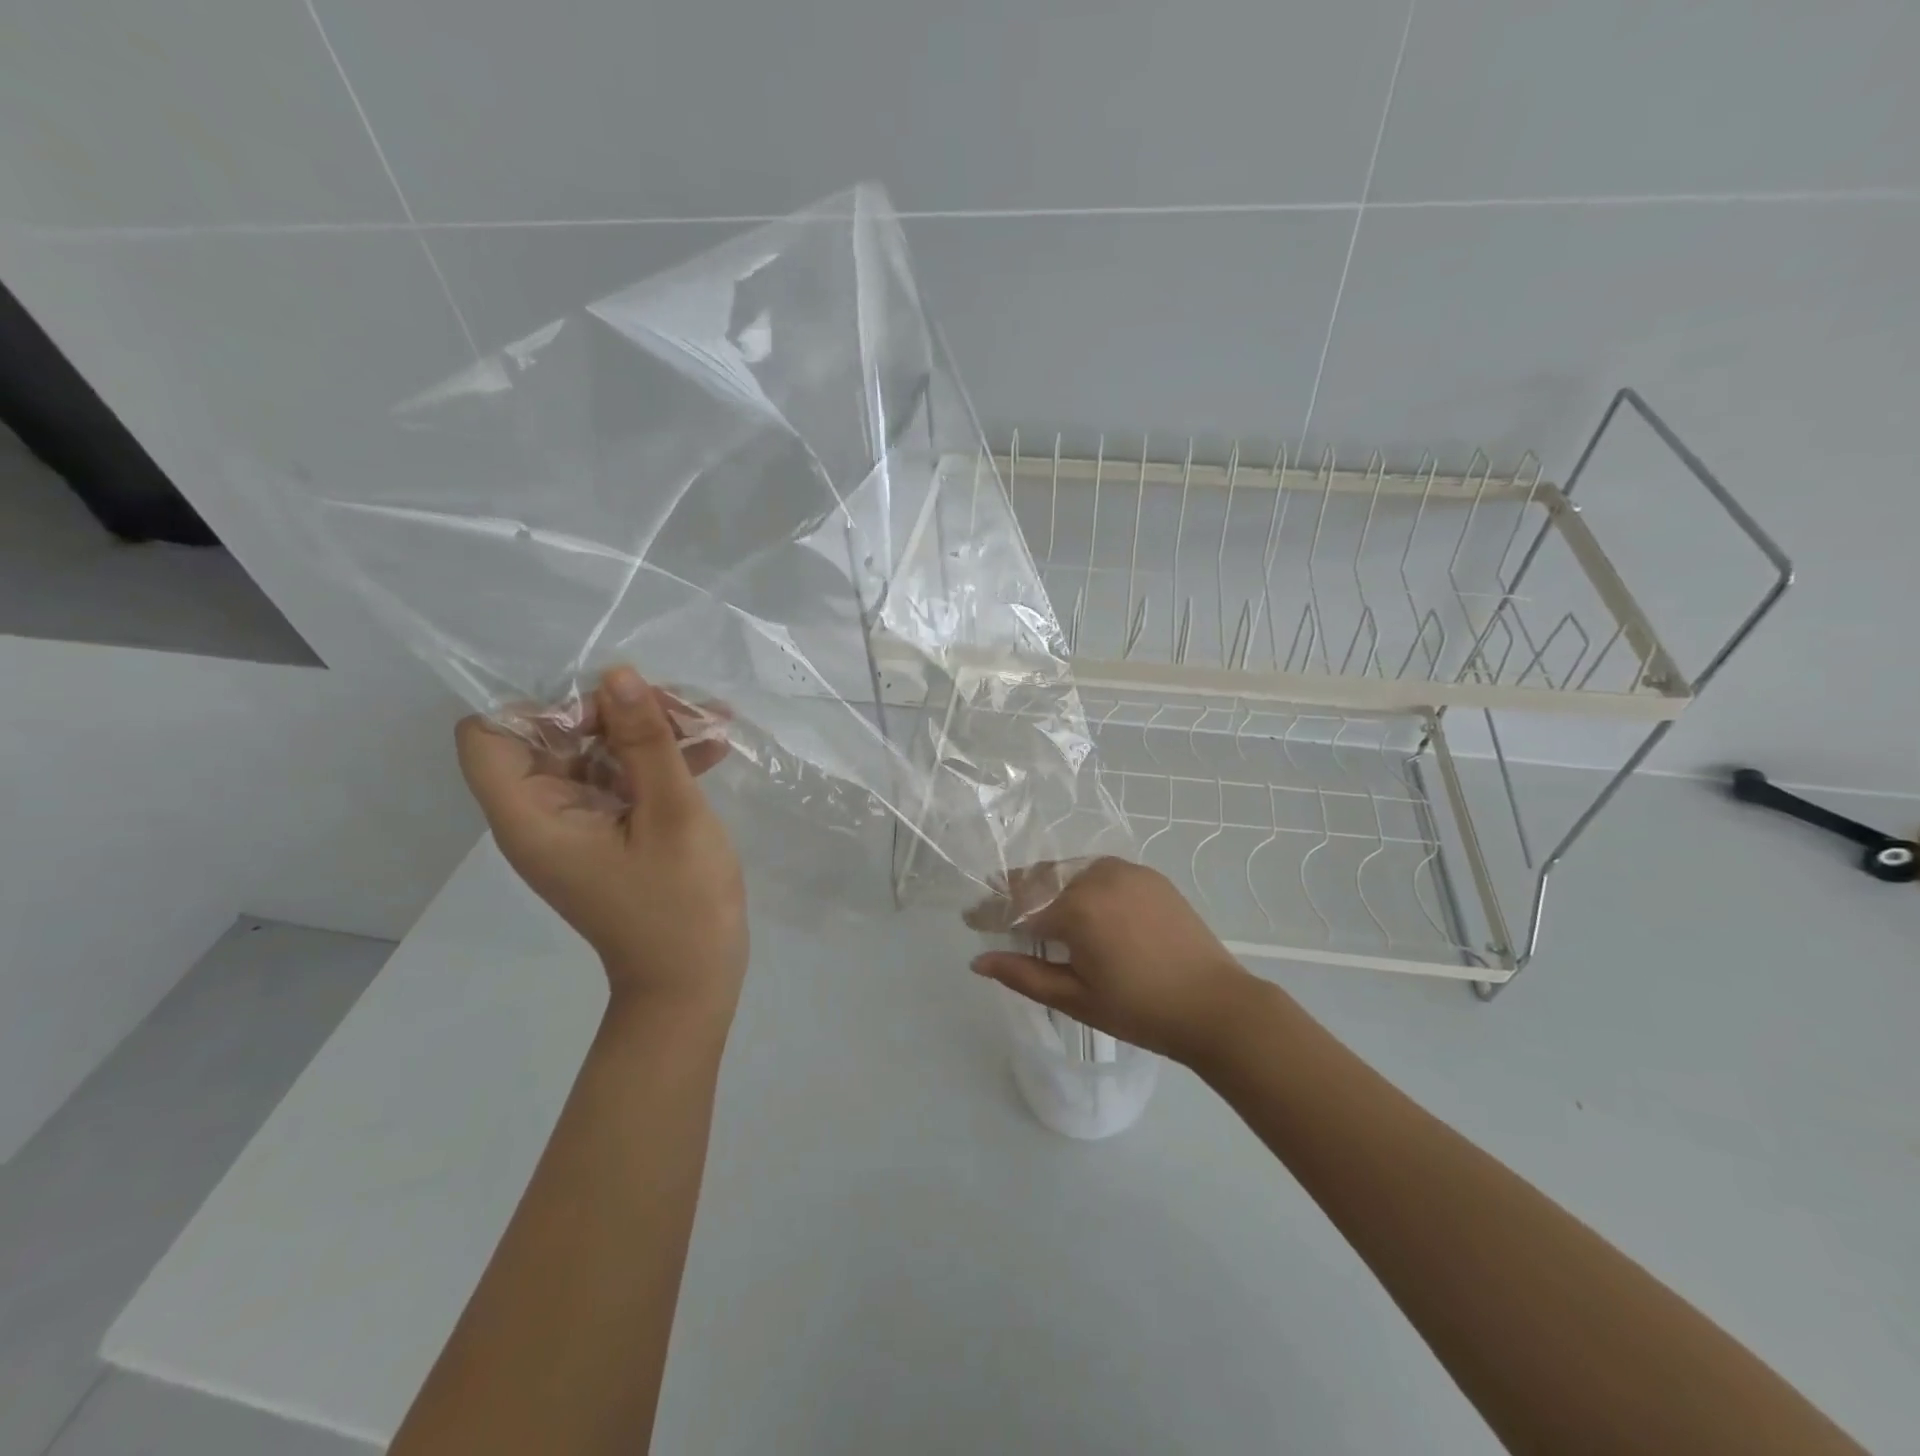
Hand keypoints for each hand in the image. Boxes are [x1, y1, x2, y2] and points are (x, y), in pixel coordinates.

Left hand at [456, 667, 747, 1023]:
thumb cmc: (679, 902)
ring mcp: (579, 825)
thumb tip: (618, 675)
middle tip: (679, 706)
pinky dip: (659, 761)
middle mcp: (543, 816)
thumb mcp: (671, 813)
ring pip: (596, 752)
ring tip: (710, 720)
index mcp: (533, 816)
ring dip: (647, 732)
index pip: (489, 736)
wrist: (693, 981)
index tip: (606, 702)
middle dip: (615, 711)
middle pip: (553, 736)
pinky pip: (623, 779)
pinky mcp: (610, 833)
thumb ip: (645, 742)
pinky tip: (713, 749)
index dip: (539, 706)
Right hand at [967, 858, 1257, 1064]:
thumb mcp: (1075, 998)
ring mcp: (1125, 871)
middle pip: (1040, 878)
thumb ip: (1023, 975)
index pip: (1017, 906)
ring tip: (1029, 903)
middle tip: (994, 906)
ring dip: (1045, 884)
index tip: (969, 917)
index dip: (989, 912)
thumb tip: (979, 961)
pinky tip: (1075, 900)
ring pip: (1068, 870)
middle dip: (1013, 891)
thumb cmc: (1140, 1010)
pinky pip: (1098, 871)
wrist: (1216, 1005)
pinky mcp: (1147, 875)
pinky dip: (1077, 882)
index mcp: (1076, 908)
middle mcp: (1096, 877)